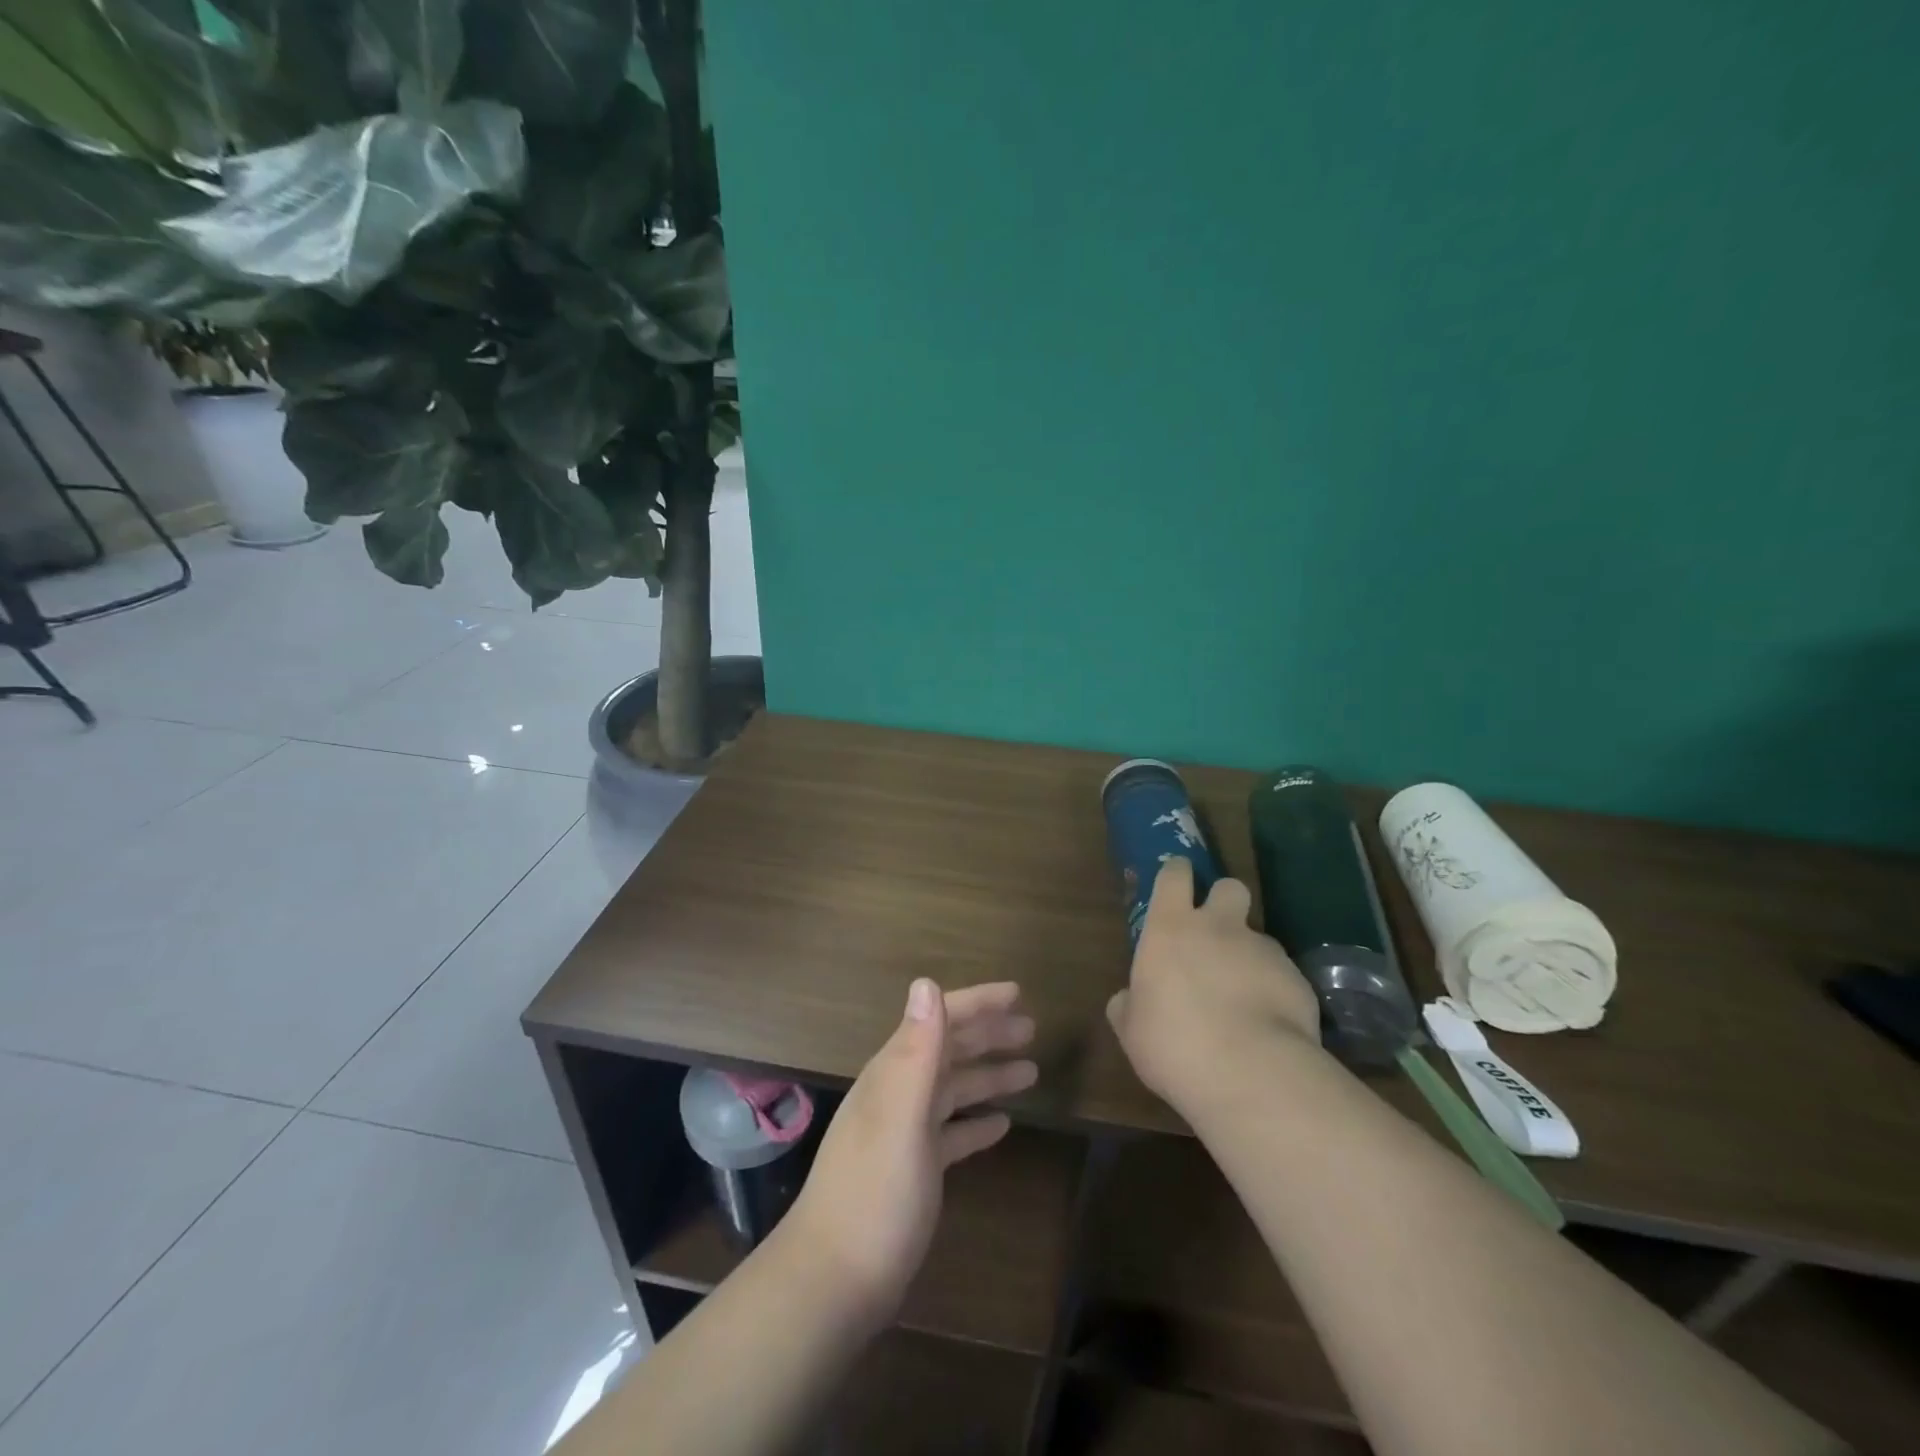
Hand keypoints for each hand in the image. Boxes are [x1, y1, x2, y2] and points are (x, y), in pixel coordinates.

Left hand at [780, 980, 1037, 1327]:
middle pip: (949, 1051)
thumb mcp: (901, 1117)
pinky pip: (951, 1133)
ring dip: (988, 1076)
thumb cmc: (875, 1194)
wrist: (835, 1281)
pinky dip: (975, 1123)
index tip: (1018, 993)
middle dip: (988, 1035)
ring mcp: (905, 1133)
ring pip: (953, 1089)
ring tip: (1030, 1072)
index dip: (978, 1003)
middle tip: (1031, 1030)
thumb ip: (917, 1051)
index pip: (939, 1020)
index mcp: (895, 1073)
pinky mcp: (914, 1170)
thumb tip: (927, 982)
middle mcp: (899, 1094)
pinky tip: (1001, 1126)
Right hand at [1106, 857, 1322, 1115]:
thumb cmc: (1175, 1044)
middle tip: (1216, 933)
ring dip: (1250, 955)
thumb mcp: (1132, 1029)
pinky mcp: (1298, 978)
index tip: (1176, 884)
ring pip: (1258, 936)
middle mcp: (1218, 926)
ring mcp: (1263, 949)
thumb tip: (1126, 999)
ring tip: (1245, 996)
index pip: (1174, 875)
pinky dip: (1276, 991)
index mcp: (1171, 928)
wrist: (1251, 1073)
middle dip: (1224, 901)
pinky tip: (1269, 1024)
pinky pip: (1284, 974)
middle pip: (1229, 886)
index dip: (1176, 874)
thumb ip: (1129, 1005)